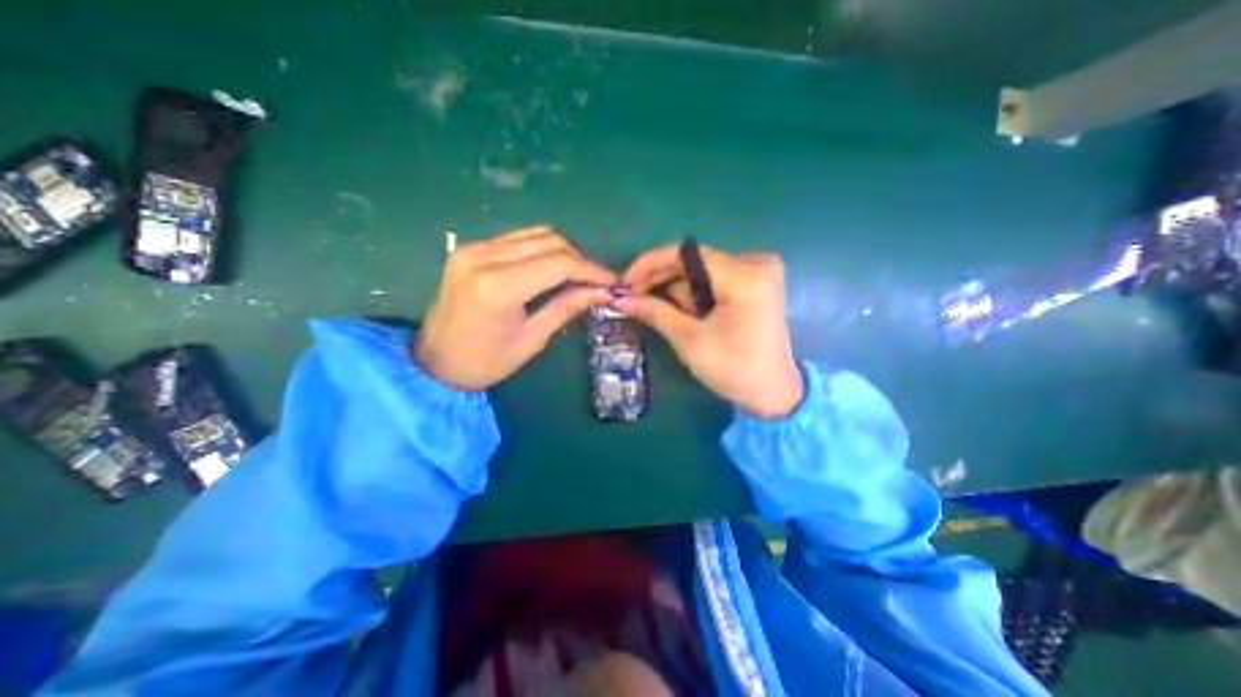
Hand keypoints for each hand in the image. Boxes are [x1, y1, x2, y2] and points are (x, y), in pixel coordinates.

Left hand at [414, 229, 610, 390]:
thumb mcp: (532, 339)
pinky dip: (542, 250)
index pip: (558, 263)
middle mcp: (483, 257)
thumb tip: (602, 292)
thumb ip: (567, 307)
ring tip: (578, 276)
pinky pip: (518, 239)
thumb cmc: (485, 362)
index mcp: (498, 287)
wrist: (433, 363)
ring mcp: (473, 248)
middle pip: (549, 241)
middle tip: (597, 282)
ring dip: (563, 252)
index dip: (591, 270)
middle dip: (580, 259)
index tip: (612, 282)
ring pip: (535, 234)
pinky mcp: (470, 248)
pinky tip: (552, 269)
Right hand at [619, 245, 804, 419]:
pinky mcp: (758, 282)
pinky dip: (697, 295)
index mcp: (744, 276)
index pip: (686, 254)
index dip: (650, 264)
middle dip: (663, 281)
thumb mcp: (689, 340)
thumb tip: (619, 298)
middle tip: (634, 299)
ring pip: (701, 271)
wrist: (773, 392)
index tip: (625, 281)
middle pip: (693, 261)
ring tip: (676, 321)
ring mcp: (759, 271)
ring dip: (680, 292)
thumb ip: (655, 312)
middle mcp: (756, 263)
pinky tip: (692, 316)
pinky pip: (715, 279)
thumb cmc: (734, 370)